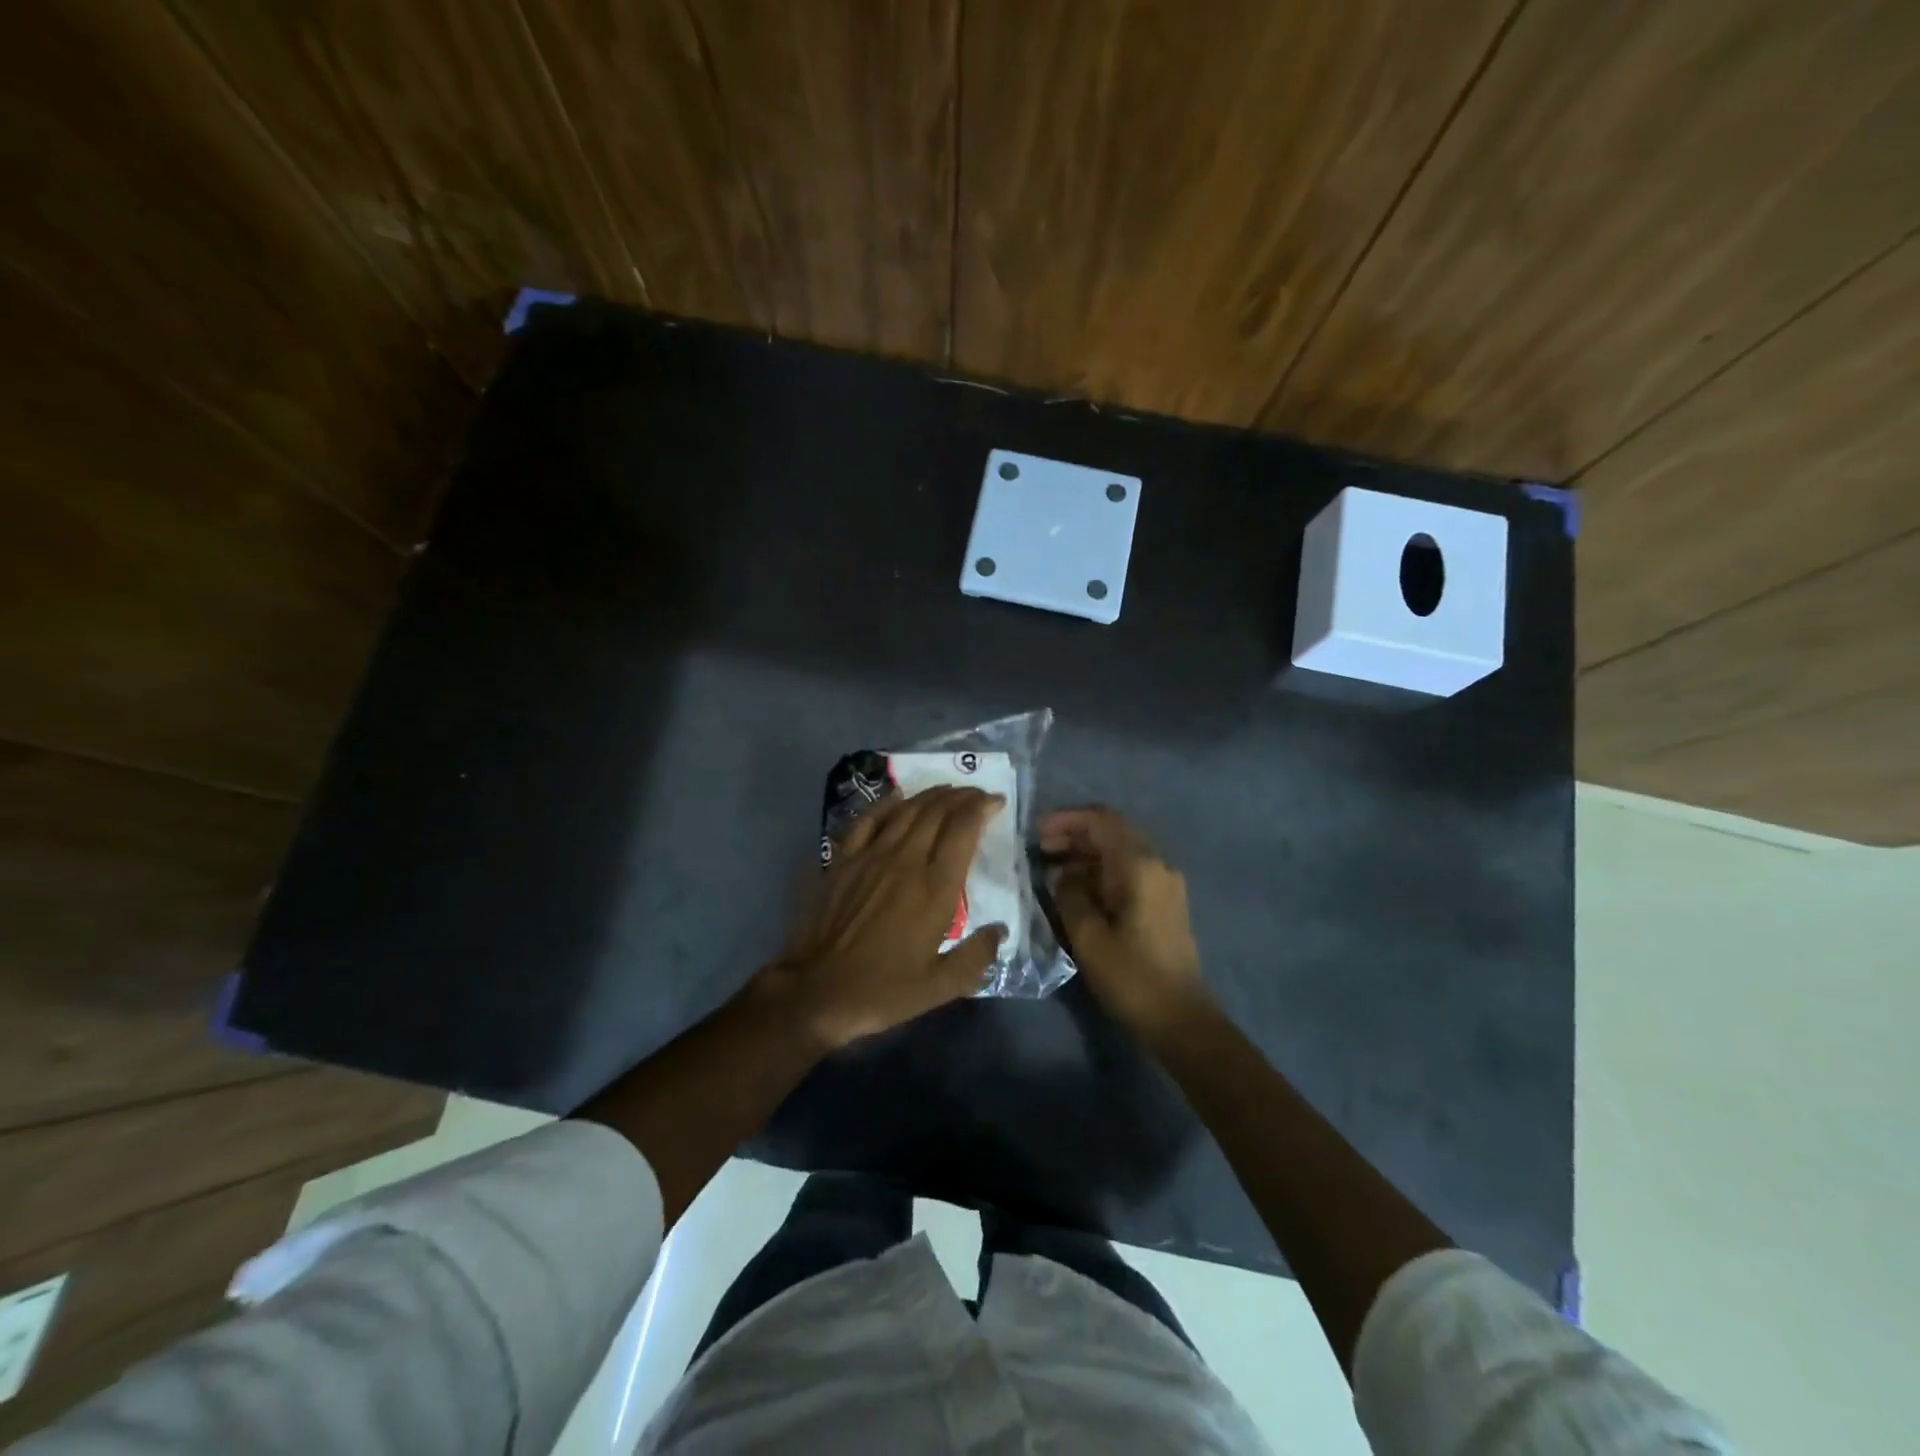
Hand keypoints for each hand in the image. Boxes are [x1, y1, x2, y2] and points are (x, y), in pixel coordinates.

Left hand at [767, 786, 1007, 1051]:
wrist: (817, 991)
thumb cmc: (883, 990)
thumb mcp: (940, 986)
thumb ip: (976, 956)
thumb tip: (1000, 930)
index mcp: (935, 888)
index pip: (963, 830)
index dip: (982, 808)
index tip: (996, 802)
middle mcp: (906, 861)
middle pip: (937, 812)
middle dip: (961, 797)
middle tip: (976, 794)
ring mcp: (871, 856)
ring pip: (906, 811)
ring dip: (930, 796)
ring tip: (947, 790)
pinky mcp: (843, 860)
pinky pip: (868, 820)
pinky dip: (886, 803)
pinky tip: (897, 796)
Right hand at [1040, 806, 1209, 1038]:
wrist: (1181, 1019)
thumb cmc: (1131, 977)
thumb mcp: (1088, 936)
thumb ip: (1070, 894)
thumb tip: (1063, 875)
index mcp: (1140, 866)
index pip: (1102, 820)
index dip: (1066, 819)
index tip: (1036, 832)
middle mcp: (1157, 864)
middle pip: (1113, 830)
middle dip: (1075, 834)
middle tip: (1040, 849)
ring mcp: (1165, 882)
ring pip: (1121, 850)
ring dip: (1087, 852)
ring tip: (1052, 868)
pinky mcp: (1164, 901)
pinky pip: (1129, 869)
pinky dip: (1101, 869)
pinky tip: (1078, 887)